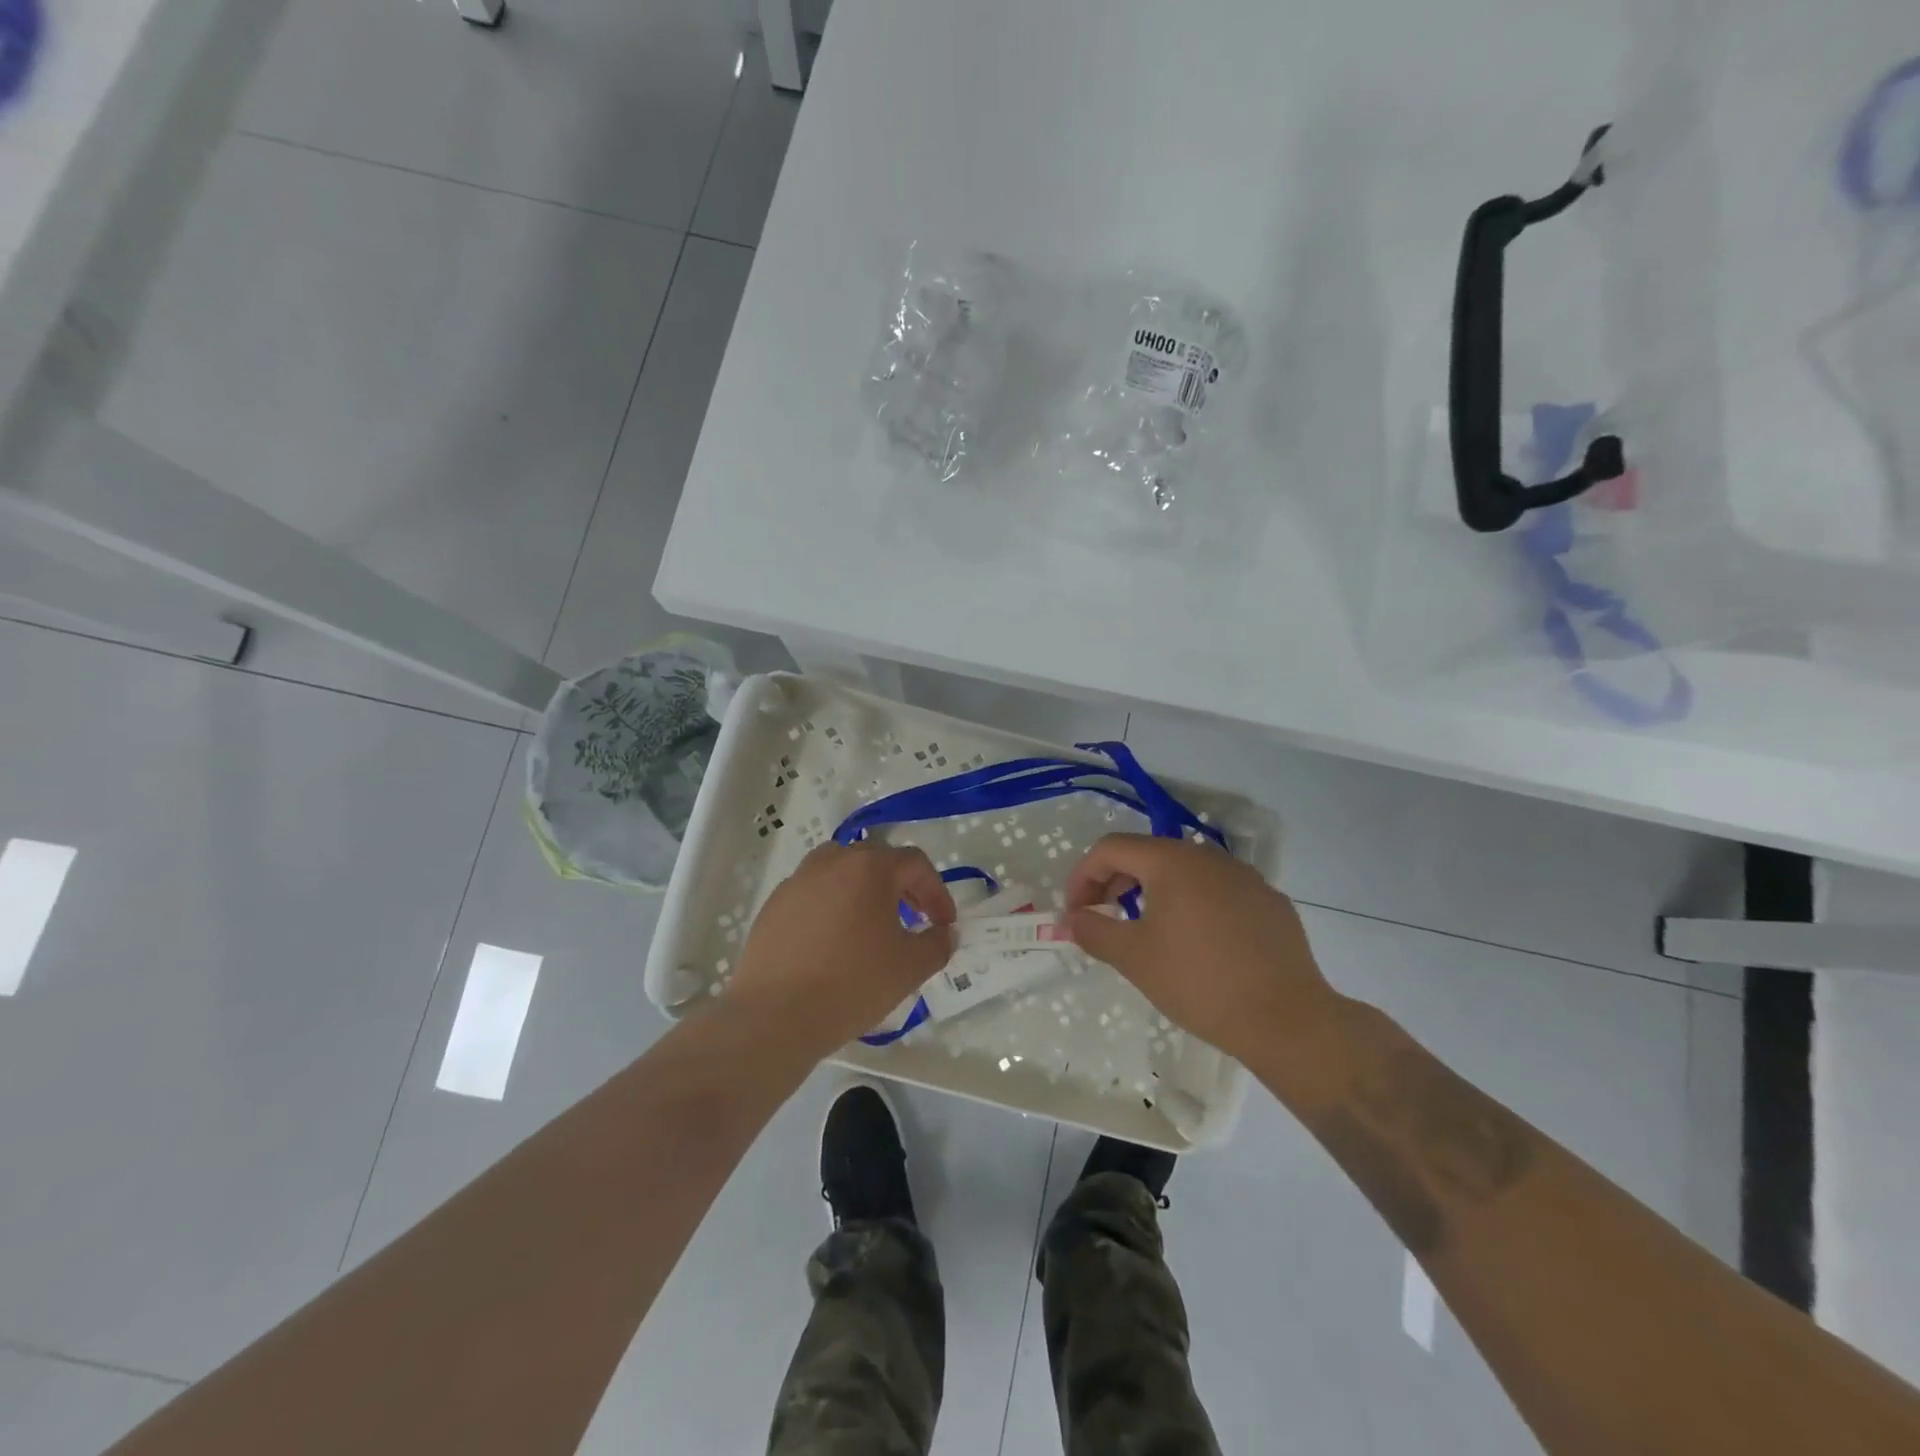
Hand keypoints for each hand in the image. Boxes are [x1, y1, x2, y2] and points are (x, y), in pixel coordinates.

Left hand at [726, 842, 956, 1057]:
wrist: (775, 1016)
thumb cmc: (852, 984)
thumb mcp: (910, 968)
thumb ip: (937, 944)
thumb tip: (943, 933)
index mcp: (869, 868)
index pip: (914, 863)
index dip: (936, 890)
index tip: (943, 924)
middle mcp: (831, 862)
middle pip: (875, 860)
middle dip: (900, 886)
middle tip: (912, 919)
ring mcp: (797, 881)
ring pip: (839, 871)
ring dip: (862, 890)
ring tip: (870, 924)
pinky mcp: (773, 906)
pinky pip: (812, 894)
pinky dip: (831, 907)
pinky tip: (832, 943)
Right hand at [1063, 834, 1341, 1062]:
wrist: (1286, 1019)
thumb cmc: (1199, 982)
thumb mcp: (1133, 957)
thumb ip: (1093, 930)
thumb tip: (1068, 919)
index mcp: (1172, 861)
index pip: (1111, 848)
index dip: (1083, 876)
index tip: (1076, 913)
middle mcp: (1209, 857)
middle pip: (1148, 854)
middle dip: (1116, 882)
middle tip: (1104, 919)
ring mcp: (1245, 877)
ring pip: (1186, 872)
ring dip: (1154, 892)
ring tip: (1148, 931)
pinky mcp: (1270, 902)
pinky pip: (1218, 892)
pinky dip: (1194, 906)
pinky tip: (1198, 945)